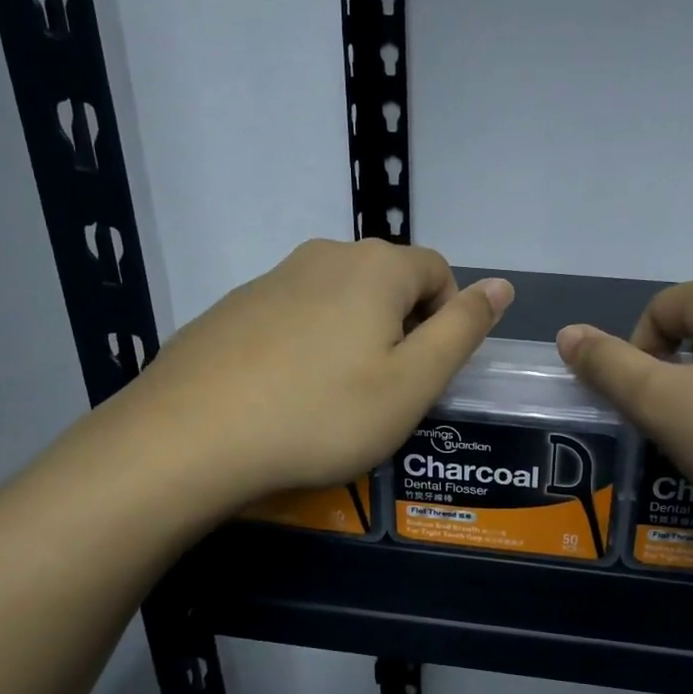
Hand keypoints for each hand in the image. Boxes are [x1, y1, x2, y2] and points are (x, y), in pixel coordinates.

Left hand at [115, 239, 511, 508]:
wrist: (190, 438)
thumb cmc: (322, 414)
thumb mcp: (412, 383)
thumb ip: (463, 330)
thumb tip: (502, 284)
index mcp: (376, 267)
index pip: (438, 271)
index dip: (447, 320)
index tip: (425, 374)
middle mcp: (325, 255)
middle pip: (388, 281)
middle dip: (401, 328)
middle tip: (385, 392)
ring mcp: (272, 278)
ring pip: (339, 299)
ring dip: (354, 337)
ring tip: (334, 398)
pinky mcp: (233, 307)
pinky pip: (294, 315)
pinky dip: (307, 345)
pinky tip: (286, 394)